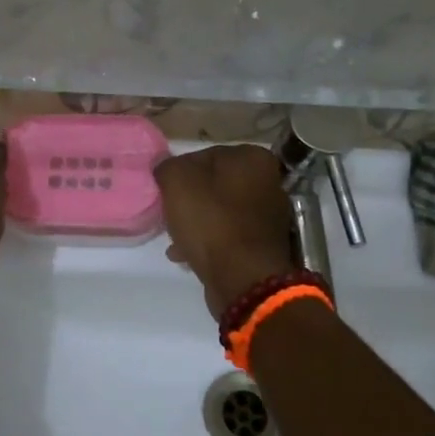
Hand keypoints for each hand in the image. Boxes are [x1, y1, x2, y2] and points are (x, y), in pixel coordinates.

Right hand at [153, 145, 293, 319]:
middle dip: (189, 200)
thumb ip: (167, 166)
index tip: (165, 191)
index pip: (204, 155)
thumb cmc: (211, 222)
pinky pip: (229, 235)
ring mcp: (269, 215)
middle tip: (169, 214)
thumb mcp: (176, 182)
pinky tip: (187, 256)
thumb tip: (166, 169)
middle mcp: (269, 181)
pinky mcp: (264, 244)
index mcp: (253, 158)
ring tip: (174, 240)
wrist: (243, 280)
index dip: (179, 172)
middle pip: (214, 184)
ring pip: (220, 211)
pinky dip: (209, 242)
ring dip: (196, 223)